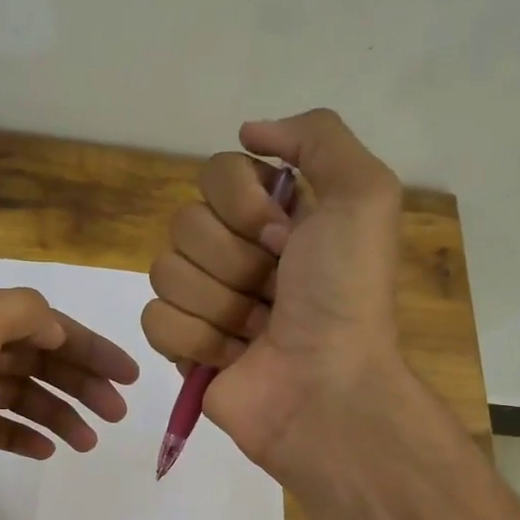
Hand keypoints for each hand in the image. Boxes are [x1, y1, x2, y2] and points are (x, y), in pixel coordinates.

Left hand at [0, 284, 138, 519]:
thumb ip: (23, 311)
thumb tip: (52, 327)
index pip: (44, 324)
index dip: (89, 347)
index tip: (128, 377)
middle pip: (34, 359)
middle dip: (79, 383)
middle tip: (115, 414)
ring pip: (18, 394)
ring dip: (57, 413)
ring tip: (86, 442)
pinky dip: (22, 434)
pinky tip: (45, 450)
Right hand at [142, 109, 406, 479]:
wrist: (326, 388)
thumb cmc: (345, 296)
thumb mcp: (364, 195)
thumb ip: (318, 138)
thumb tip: (249, 131)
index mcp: (273, 215)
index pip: (216, 173)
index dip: (243, 206)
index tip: (283, 238)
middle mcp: (236, 252)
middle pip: (185, 224)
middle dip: (235, 263)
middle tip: (275, 292)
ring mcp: (205, 301)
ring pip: (165, 272)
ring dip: (220, 305)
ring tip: (258, 331)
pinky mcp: (183, 347)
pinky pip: (154, 320)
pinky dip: (195, 340)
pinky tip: (231, 358)